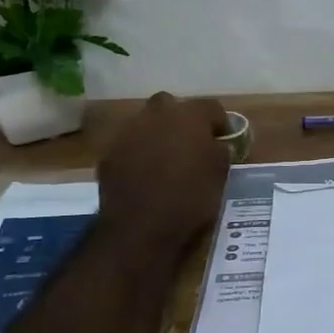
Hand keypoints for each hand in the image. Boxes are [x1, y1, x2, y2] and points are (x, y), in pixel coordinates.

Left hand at [99, 93, 230, 247]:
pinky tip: (144, 175)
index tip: (224, 139)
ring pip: (145, 123)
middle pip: (171, 104)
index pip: (211, 107)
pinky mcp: (109, 154)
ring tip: (165, 159)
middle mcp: (156, 115)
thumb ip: (219, 151)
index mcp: (189, 116)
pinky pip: (128, 145)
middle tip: (190, 142)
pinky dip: (137, 154)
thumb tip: (215, 144)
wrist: (140, 228)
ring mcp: (128, 133)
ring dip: (156, 134)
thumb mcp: (220, 175)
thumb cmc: (190, 199)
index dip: (220, 122)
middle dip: (180, 119)